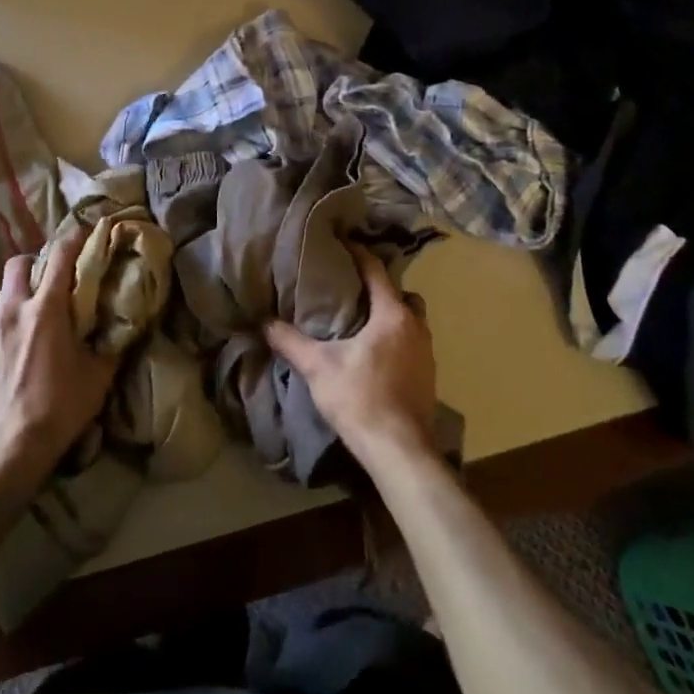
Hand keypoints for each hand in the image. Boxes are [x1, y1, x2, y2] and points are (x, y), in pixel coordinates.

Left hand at [0, 233, 115, 498]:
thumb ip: (110, 346)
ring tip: (10, 311)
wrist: (10, 446)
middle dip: (31, 264)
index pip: (60, 257)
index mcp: (47, 310)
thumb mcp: (98, 377)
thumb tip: (123, 328)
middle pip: (15, 264)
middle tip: (43, 278)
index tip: (81, 232)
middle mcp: (12, 310)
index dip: (72, 239)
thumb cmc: (60, 407)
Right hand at [264, 245, 437, 469]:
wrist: (399, 449)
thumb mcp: (318, 367)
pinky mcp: (429, 377)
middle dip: (380, 288)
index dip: (359, 255)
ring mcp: (428, 354)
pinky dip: (397, 340)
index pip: (377, 272)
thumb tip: (264, 321)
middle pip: (401, 295)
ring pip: (411, 321)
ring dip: (391, 316)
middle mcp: (417, 328)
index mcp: (393, 316)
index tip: (343, 244)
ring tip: (363, 322)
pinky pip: (413, 344)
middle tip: (352, 289)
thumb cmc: (359, 398)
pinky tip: (376, 354)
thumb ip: (290, 341)